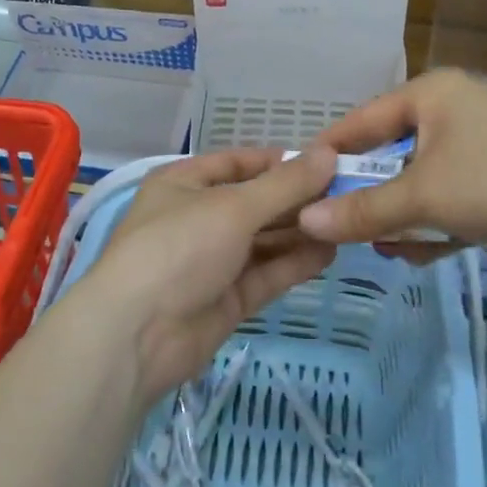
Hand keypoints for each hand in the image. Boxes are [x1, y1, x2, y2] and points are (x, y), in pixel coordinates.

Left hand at [84, 148, 338, 398]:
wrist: (138, 334)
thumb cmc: (178, 248)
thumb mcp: (233, 207)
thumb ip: (285, 184)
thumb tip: (329, 152)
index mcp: (184, 184)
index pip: (237, 163)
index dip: (278, 162)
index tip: (325, 162)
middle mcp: (198, 218)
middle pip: (255, 202)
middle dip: (297, 200)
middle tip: (348, 194)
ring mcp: (213, 261)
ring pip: (264, 240)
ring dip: (300, 231)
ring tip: (347, 222)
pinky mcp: (227, 299)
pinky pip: (266, 274)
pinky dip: (294, 264)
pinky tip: (329, 253)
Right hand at [298, 69, 486, 265]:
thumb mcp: (423, 195)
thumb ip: (363, 211)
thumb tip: (305, 221)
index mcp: (429, 97)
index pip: (359, 122)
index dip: (327, 156)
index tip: (295, 188)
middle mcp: (449, 117)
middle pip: (387, 158)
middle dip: (365, 197)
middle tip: (335, 231)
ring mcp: (476, 152)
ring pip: (417, 187)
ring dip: (398, 219)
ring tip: (380, 249)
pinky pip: (448, 206)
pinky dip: (433, 229)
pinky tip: (417, 257)